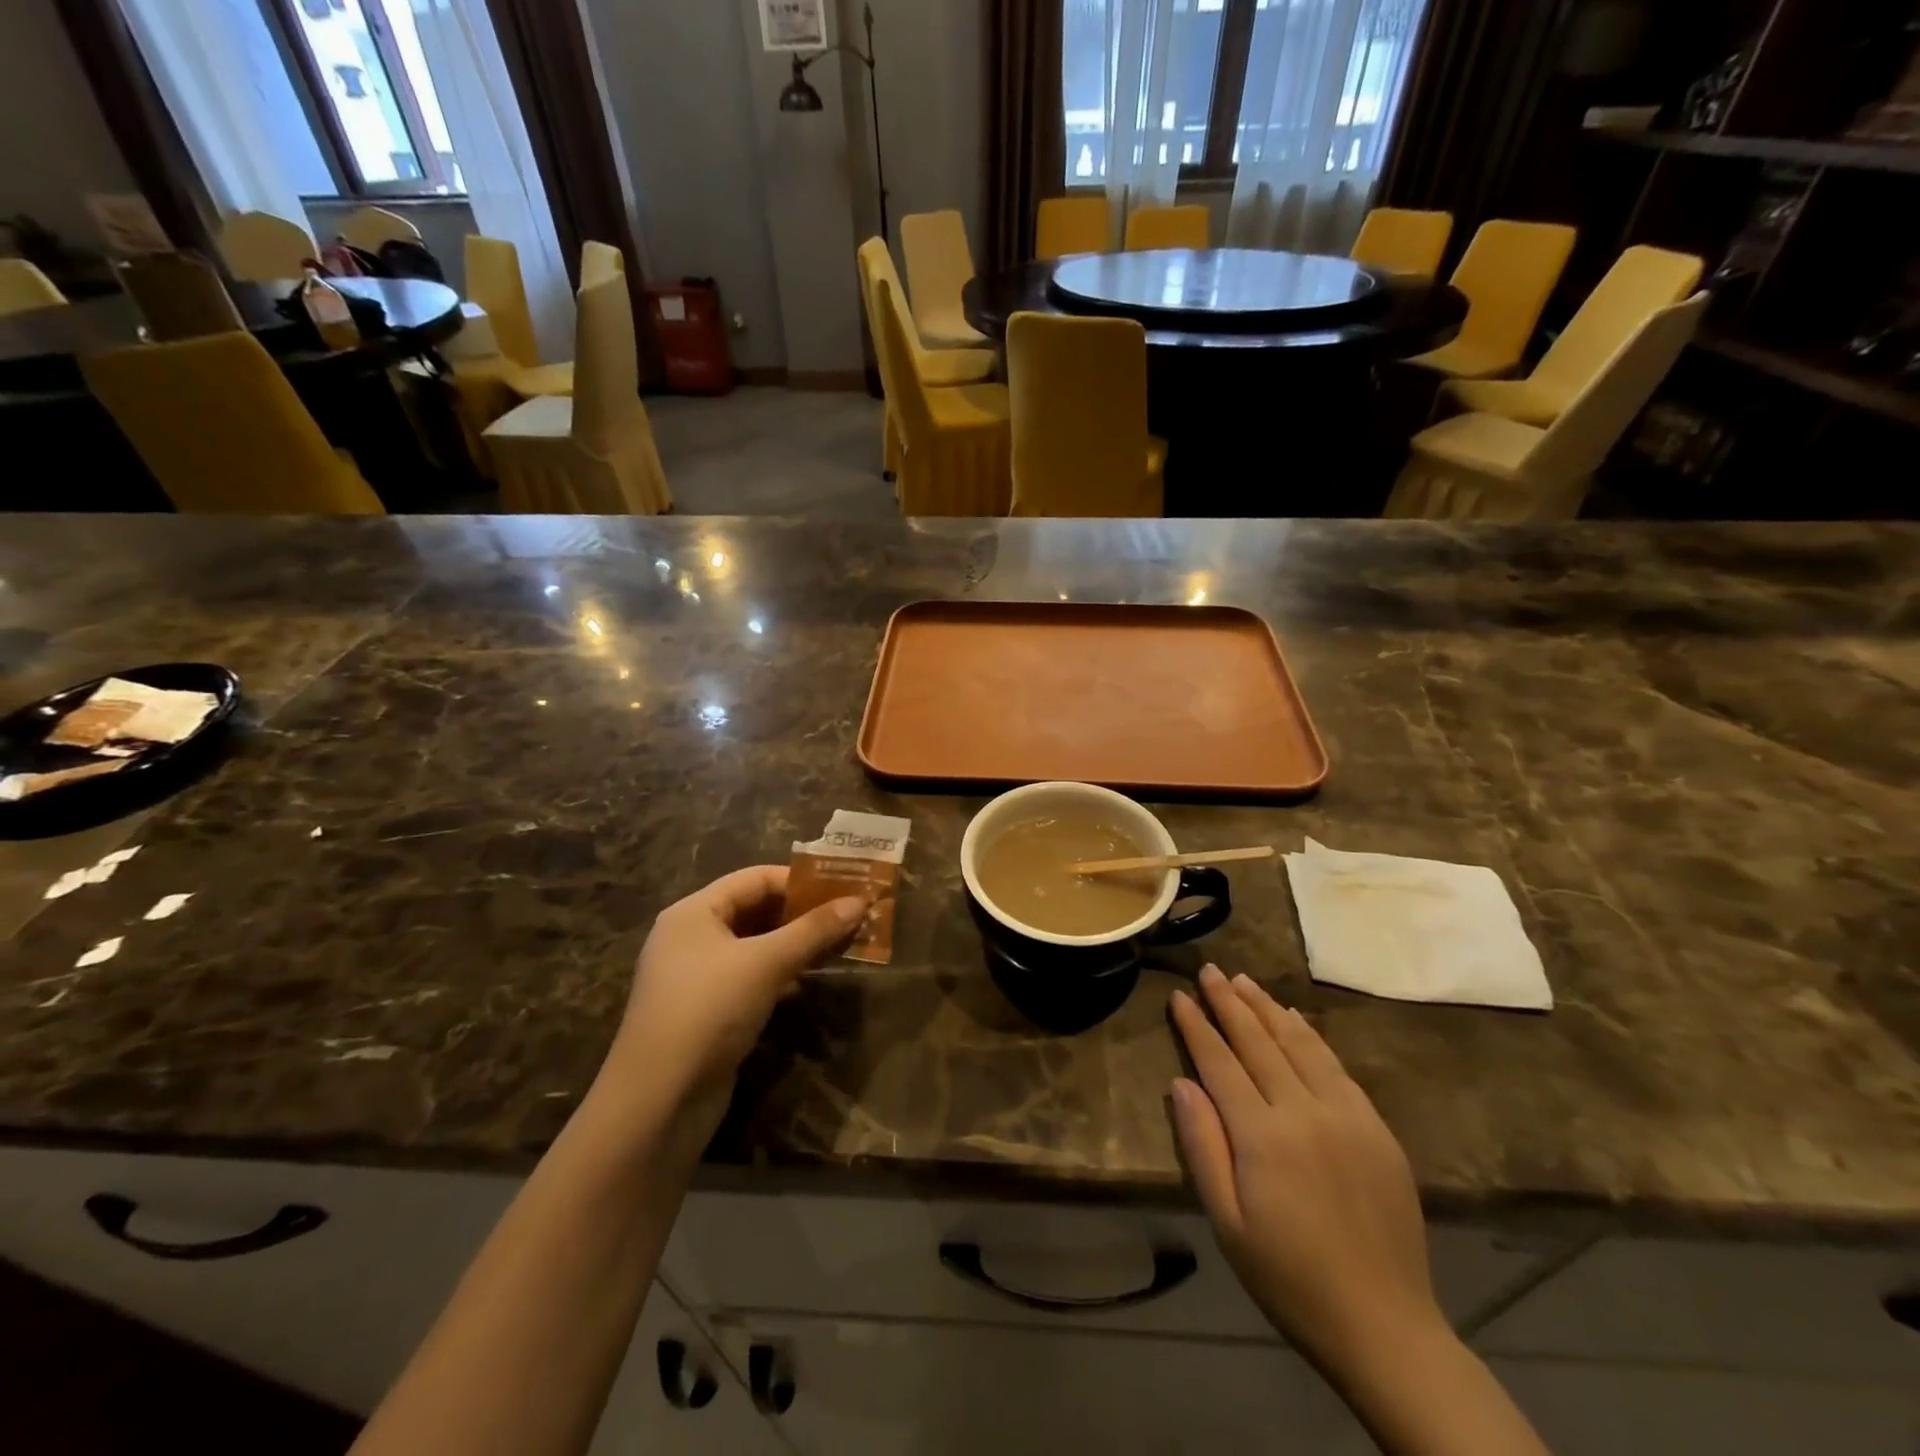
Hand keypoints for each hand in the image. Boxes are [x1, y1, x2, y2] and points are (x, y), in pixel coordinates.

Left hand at [606, 866, 865, 1140]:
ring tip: (841, 943)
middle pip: (755, 910)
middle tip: (849, 915)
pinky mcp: (708, 1011)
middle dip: (802, 913)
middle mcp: (691, 937)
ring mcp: (698, 976)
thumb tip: (860, 901)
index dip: (799, 881)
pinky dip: (782, 973)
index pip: (754, 879)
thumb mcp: (766, 963)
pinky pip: (752, 977)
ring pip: (756, 946)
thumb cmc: (708, 1011)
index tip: (843, 887)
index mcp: (693, 913)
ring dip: (796, 944)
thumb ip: (813, 930)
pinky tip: (811, 980)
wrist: (658, 1102)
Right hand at [1169, 965, 1442, 1378]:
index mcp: (1263, 1136)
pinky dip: (1310, 1034)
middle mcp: (1305, 1111)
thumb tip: (1181, 1082)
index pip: (1220, 1062)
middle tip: (1210, 970)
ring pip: (1299, 1043)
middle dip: (1229, 1002)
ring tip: (1244, 981)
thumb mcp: (1227, 1223)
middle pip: (1258, 1041)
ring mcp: (1347, 1115)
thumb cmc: (1289, 1278)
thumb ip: (1202, 1146)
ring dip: (1268, 1007)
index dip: (1196, 1025)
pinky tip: (1295, 1017)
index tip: (1179, 995)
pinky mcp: (1376, 1127)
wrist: (1385, 1326)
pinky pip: (1336, 1065)